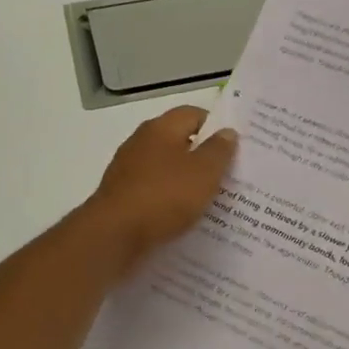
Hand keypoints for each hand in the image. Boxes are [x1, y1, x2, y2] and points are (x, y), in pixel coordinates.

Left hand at [86, 107, 237, 272]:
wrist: (114, 234)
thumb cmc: (164, 196)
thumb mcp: (204, 172)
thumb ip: (219, 150)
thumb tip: (227, 131)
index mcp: (161, 128)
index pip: (193, 114)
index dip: (216, 126)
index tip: (235, 146)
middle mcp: (140, 142)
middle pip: (178, 141)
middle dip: (202, 156)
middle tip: (228, 174)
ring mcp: (127, 169)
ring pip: (165, 168)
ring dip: (185, 180)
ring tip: (209, 199)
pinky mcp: (121, 195)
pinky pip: (152, 191)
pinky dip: (168, 199)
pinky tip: (181, 216)